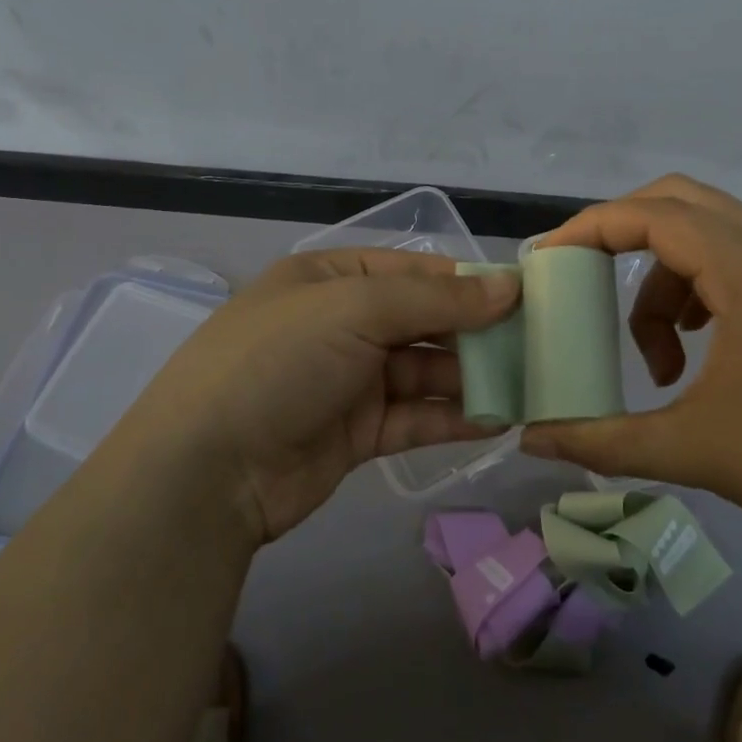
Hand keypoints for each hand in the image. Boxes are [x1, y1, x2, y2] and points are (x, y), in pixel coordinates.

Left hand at [119, 248, 519, 544]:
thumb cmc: (280, 361)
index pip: (414, 270)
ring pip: (425, 371)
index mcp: (332, 277)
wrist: (205, 471)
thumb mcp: (355, 309)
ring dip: (472, 378)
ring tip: (527, 385)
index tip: (524, 296)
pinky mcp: (356, 432)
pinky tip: (497, 422)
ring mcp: (348, 379)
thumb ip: (437, 300)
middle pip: (424, 321)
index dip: (468, 281)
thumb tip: (509, 286)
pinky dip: (452, 418)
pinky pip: (415, 417)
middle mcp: (342, 323)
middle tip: (536, 345)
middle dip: (476, 332)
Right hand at [519, 176, 741, 581]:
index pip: (651, 214)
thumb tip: (531, 438)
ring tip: (660, 357)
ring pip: (708, 238)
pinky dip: (699, 292)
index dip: (589, 228)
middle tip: (584, 281)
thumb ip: (603, 440)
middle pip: (679, 203)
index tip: (546, 260)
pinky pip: (737, 264)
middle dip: (622, 236)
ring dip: (665, 281)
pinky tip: (699, 353)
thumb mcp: (696, 451)